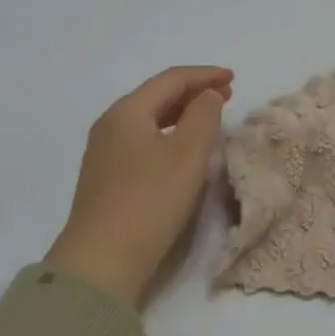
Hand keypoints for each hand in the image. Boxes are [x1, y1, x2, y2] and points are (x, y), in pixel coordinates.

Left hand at [45, 66, 233, 308]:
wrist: (101, 261)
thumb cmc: (149, 201)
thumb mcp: (186, 155)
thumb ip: (203, 117)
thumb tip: (207, 95)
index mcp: (127, 112)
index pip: (170, 80)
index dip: (204, 75)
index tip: (233, 78)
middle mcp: (110, 125)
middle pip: (156, 97)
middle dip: (192, 92)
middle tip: (226, 94)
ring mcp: (104, 153)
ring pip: (149, 121)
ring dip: (181, 115)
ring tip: (208, 118)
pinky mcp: (106, 179)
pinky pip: (142, 142)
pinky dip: (168, 136)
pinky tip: (181, 150)